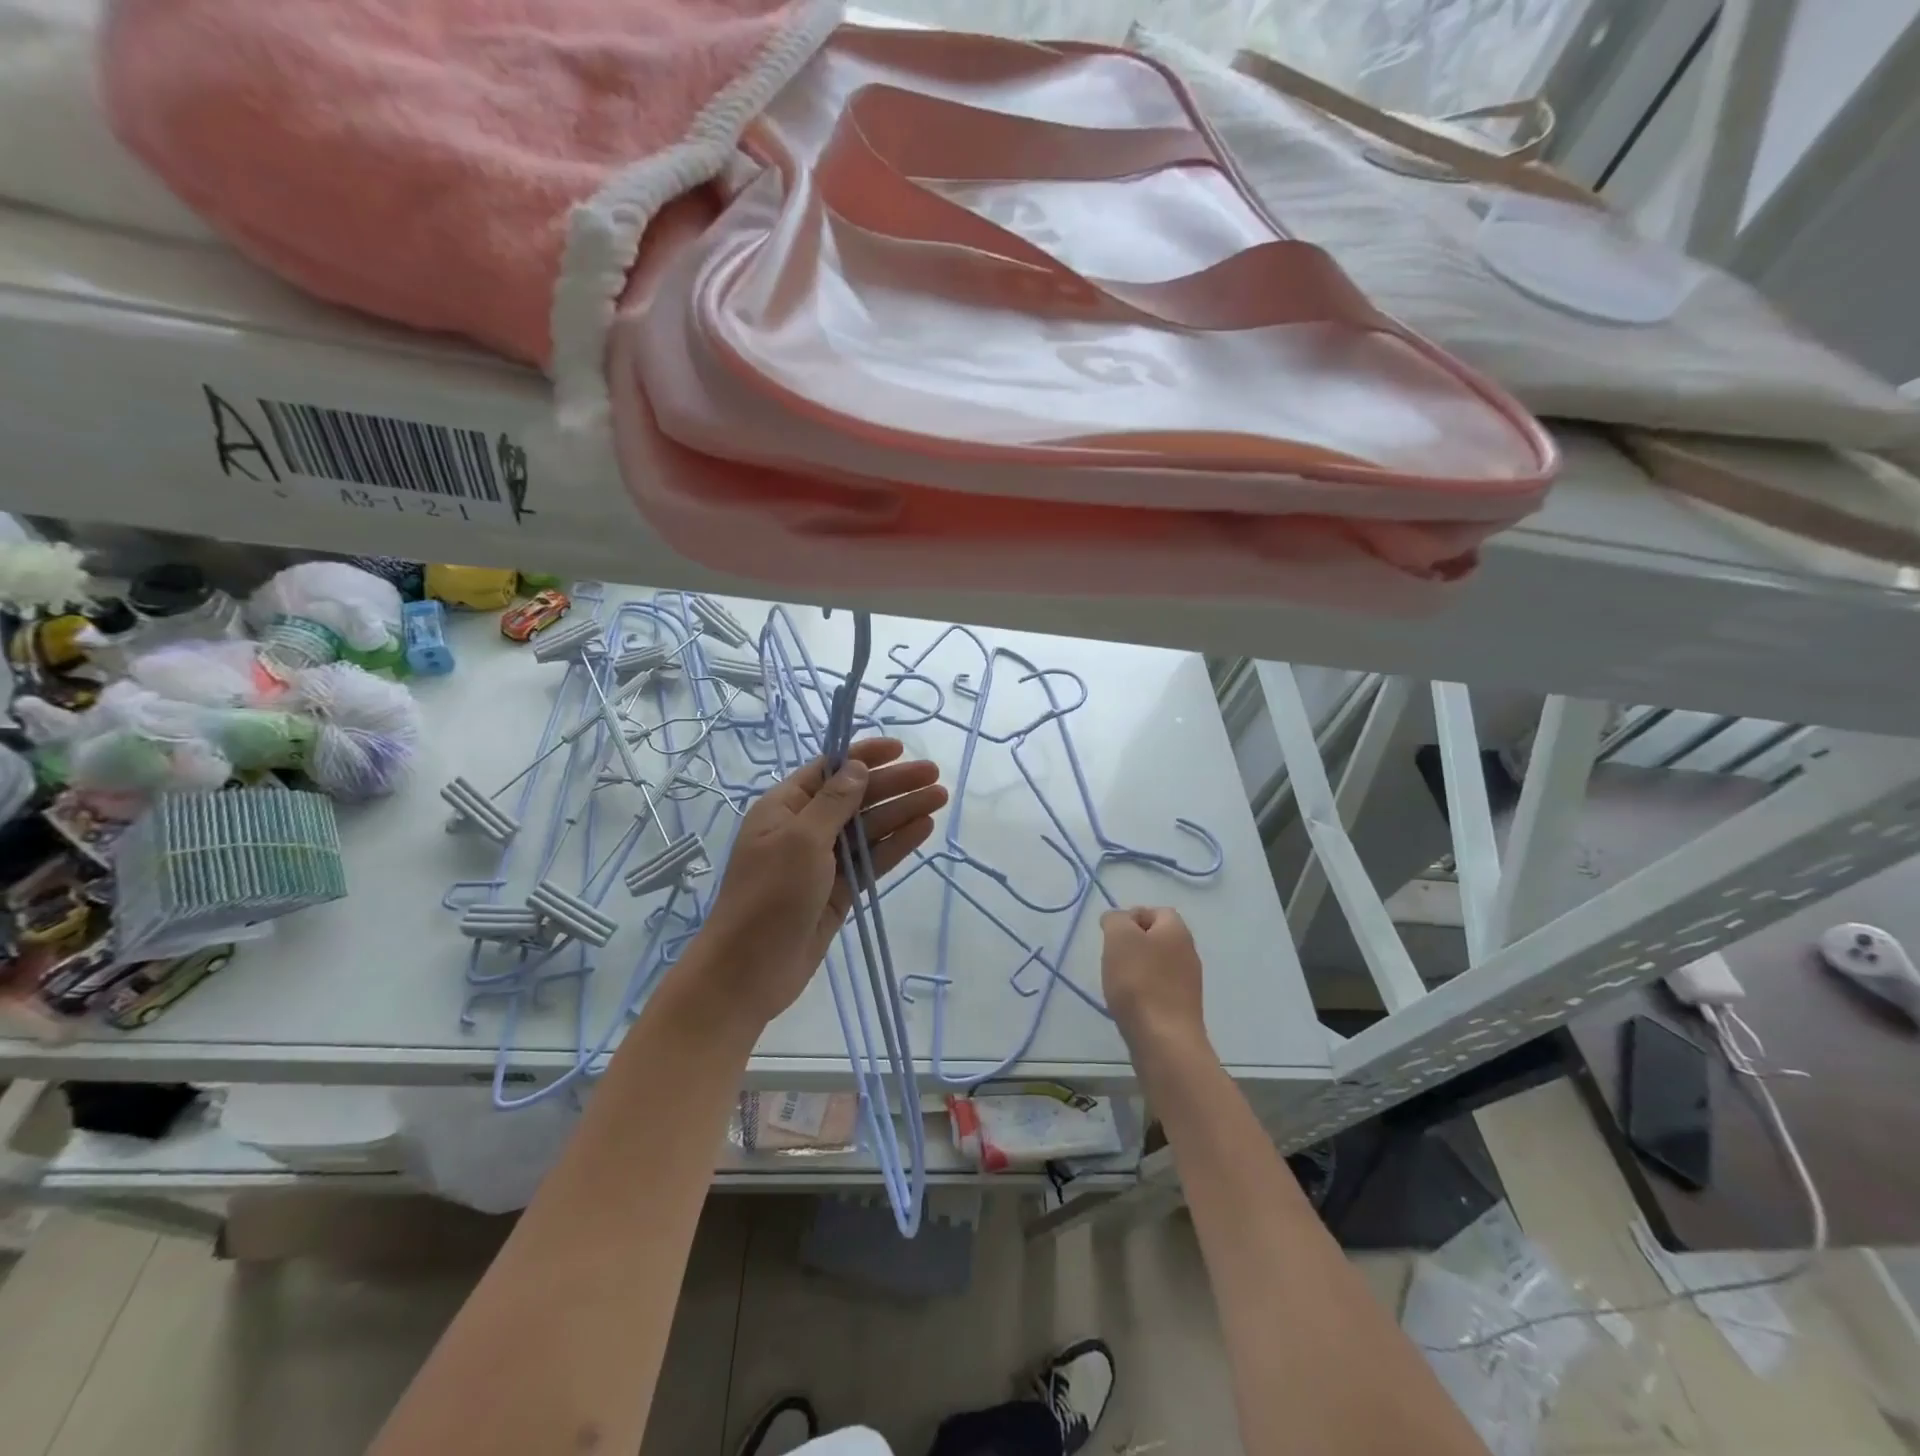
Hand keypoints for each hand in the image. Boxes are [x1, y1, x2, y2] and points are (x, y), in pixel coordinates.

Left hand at [695, 738, 945, 1026]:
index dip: (863, 756)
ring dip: (902, 812)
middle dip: (893, 785)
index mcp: (784, 807)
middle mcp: (803, 829)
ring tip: (940, 798)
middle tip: (934, 776)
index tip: (899, 749)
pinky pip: (871, 860)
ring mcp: (822, 862)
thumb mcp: (801, 841)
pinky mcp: (838, 891)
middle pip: (855, 798)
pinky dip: (896, 844)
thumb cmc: (768, 896)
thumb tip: (857, 767)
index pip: (829, 770)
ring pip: (868, 829)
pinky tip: (922, 829)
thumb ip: (834, 803)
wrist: (748, 972)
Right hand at [1101, 907, 1208, 1061]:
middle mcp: (1189, 952)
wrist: (1164, 1040)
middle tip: (1113, 958)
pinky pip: (1160, 987)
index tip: (1112, 936)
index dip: (1131, 917)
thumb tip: (1117, 919)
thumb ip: (1115, 919)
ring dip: (1136, 969)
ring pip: (1157, 963)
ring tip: (1118, 983)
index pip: (1155, 911)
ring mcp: (1189, 982)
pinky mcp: (1183, 1007)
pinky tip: (1131, 1004)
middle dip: (1132, 944)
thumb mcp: (1119, 938)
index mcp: (1177, 930)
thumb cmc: (1139, 982)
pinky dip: (1144, 991)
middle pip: (1156, 937)